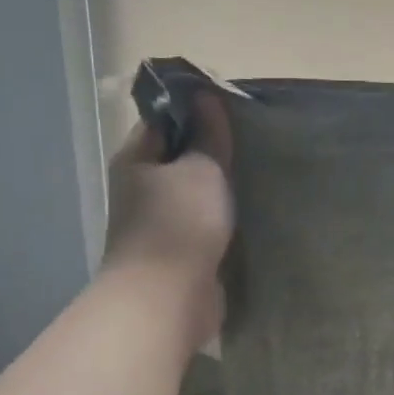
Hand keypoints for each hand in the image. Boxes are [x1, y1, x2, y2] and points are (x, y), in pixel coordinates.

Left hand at [100, 92, 234, 344]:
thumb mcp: (202, 169)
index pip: (163, 120)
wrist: (168, 297)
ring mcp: (158, 222)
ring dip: (219, 186)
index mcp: (136, 160)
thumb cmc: (181, 223)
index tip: (231, 106)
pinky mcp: (178, 252)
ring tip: (257, 172)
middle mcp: (140, 188)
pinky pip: (203, 223)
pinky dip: (222, 216)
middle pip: (178, 157)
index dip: (194, 109)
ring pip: (193, 193)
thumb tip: (206, 97)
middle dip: (212, 150)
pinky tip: (250, 211)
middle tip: (252, 139)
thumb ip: (209, 135)